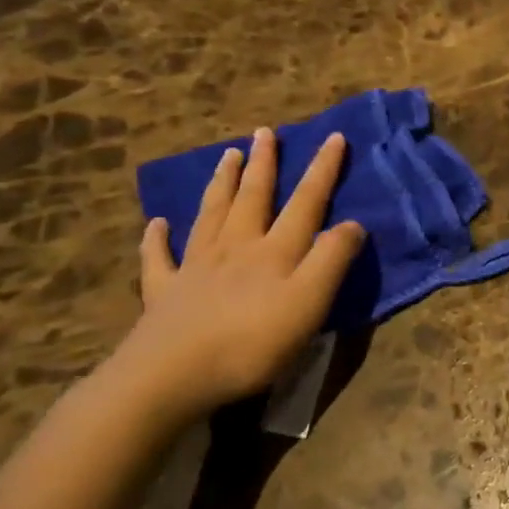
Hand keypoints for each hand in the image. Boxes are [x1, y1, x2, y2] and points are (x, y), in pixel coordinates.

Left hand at [111, 128, 363, 425]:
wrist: (171, 376)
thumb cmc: (252, 342)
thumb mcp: (310, 302)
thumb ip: (332, 259)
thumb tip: (353, 223)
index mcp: (275, 250)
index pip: (306, 202)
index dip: (322, 169)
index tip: (334, 137)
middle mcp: (235, 247)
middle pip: (253, 197)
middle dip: (264, 164)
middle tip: (265, 133)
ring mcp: (195, 267)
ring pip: (211, 214)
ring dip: (221, 183)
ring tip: (228, 156)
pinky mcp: (163, 293)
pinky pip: (159, 258)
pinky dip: (157, 238)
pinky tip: (156, 224)